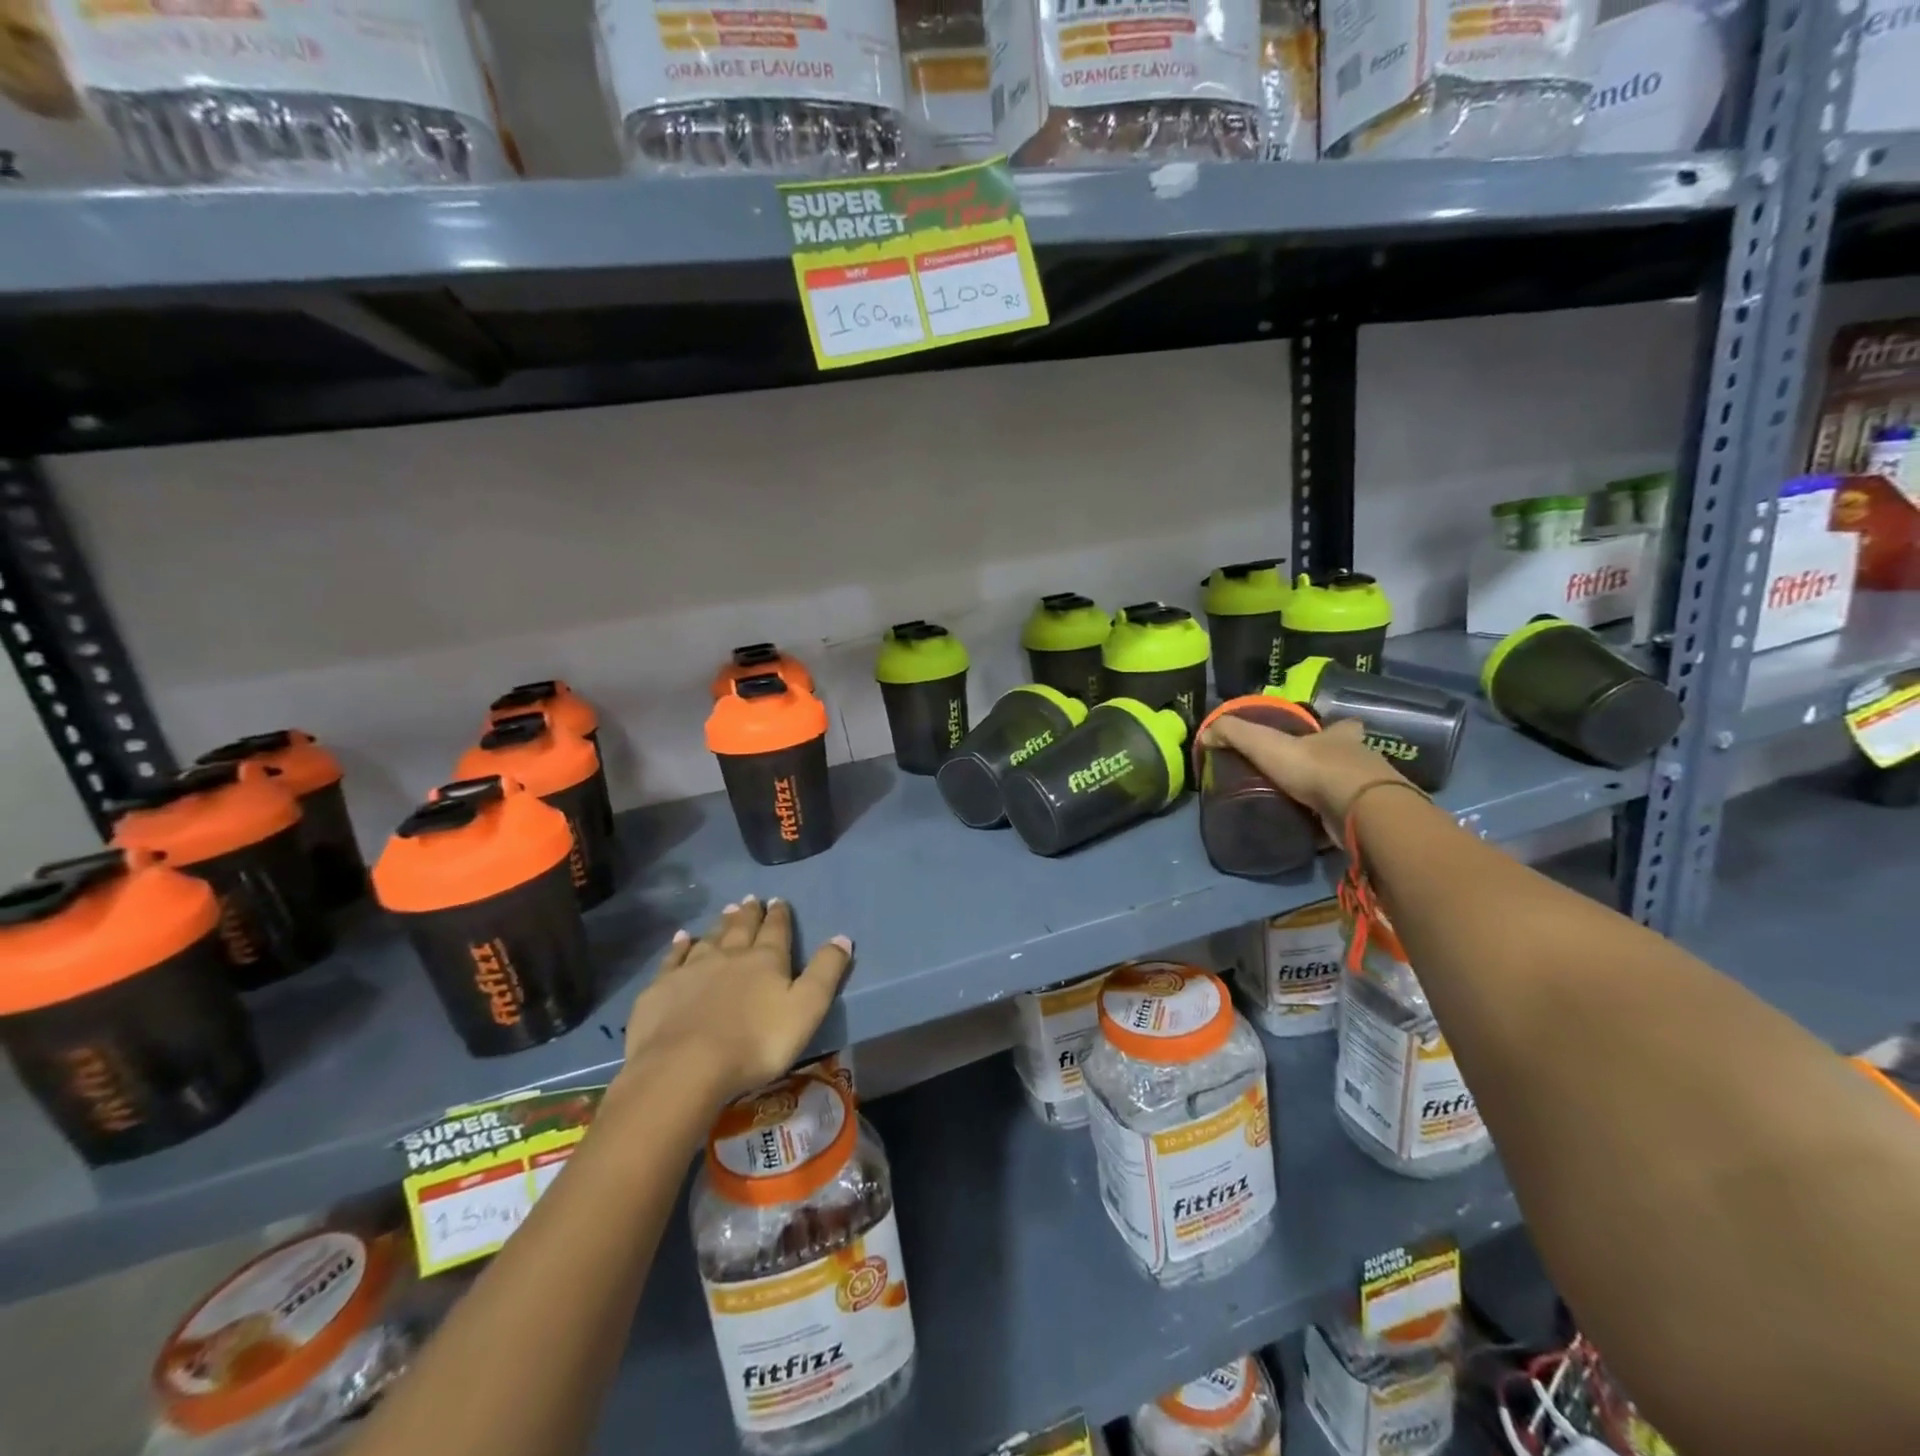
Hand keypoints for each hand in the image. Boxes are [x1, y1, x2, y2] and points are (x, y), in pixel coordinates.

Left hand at [620, 896, 851, 1110]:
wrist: (686, 1066)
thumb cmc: (757, 1042)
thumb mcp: (807, 1008)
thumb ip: (825, 971)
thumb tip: (843, 936)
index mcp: (766, 960)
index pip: (776, 931)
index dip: (779, 916)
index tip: (778, 901)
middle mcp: (730, 955)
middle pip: (742, 928)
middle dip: (749, 914)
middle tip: (751, 899)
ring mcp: (692, 969)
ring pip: (709, 938)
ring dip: (720, 924)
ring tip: (726, 910)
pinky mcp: (661, 988)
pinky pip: (673, 958)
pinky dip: (679, 946)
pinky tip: (681, 938)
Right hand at [1199, 715, 1407, 829]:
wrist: (1360, 810)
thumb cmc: (1314, 768)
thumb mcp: (1264, 743)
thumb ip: (1233, 734)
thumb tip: (1205, 734)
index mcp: (1340, 737)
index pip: (1342, 726)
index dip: (1333, 729)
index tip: (1322, 736)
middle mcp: (1361, 761)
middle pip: (1347, 758)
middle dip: (1329, 765)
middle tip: (1302, 777)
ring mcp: (1370, 793)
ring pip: (1349, 791)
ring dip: (1331, 797)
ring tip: (1302, 806)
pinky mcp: (1369, 822)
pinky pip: (1347, 821)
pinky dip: (1332, 826)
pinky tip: (1313, 832)